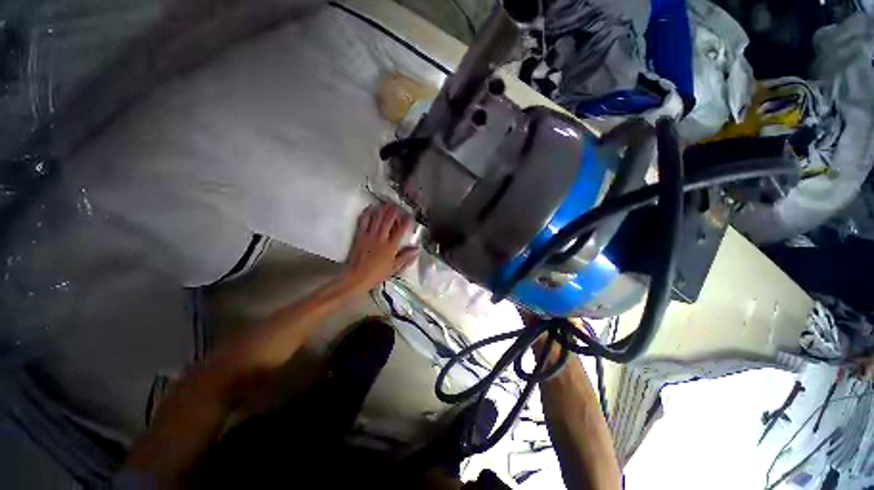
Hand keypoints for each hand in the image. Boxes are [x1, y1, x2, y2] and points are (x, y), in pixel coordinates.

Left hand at [339, 203, 418, 293]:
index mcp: (391, 247)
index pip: (400, 231)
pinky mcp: (360, 235)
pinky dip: (367, 213)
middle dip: (393, 211)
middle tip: (397, 205)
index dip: (406, 221)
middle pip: (388, 221)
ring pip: (377, 218)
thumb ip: (406, 257)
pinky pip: (364, 221)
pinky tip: (371, 208)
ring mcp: (370, 235)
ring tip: (387, 203)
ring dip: (383, 209)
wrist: (357, 277)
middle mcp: (381, 238)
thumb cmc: (377, 274)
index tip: (409, 216)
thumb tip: (417, 248)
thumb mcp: (395, 268)